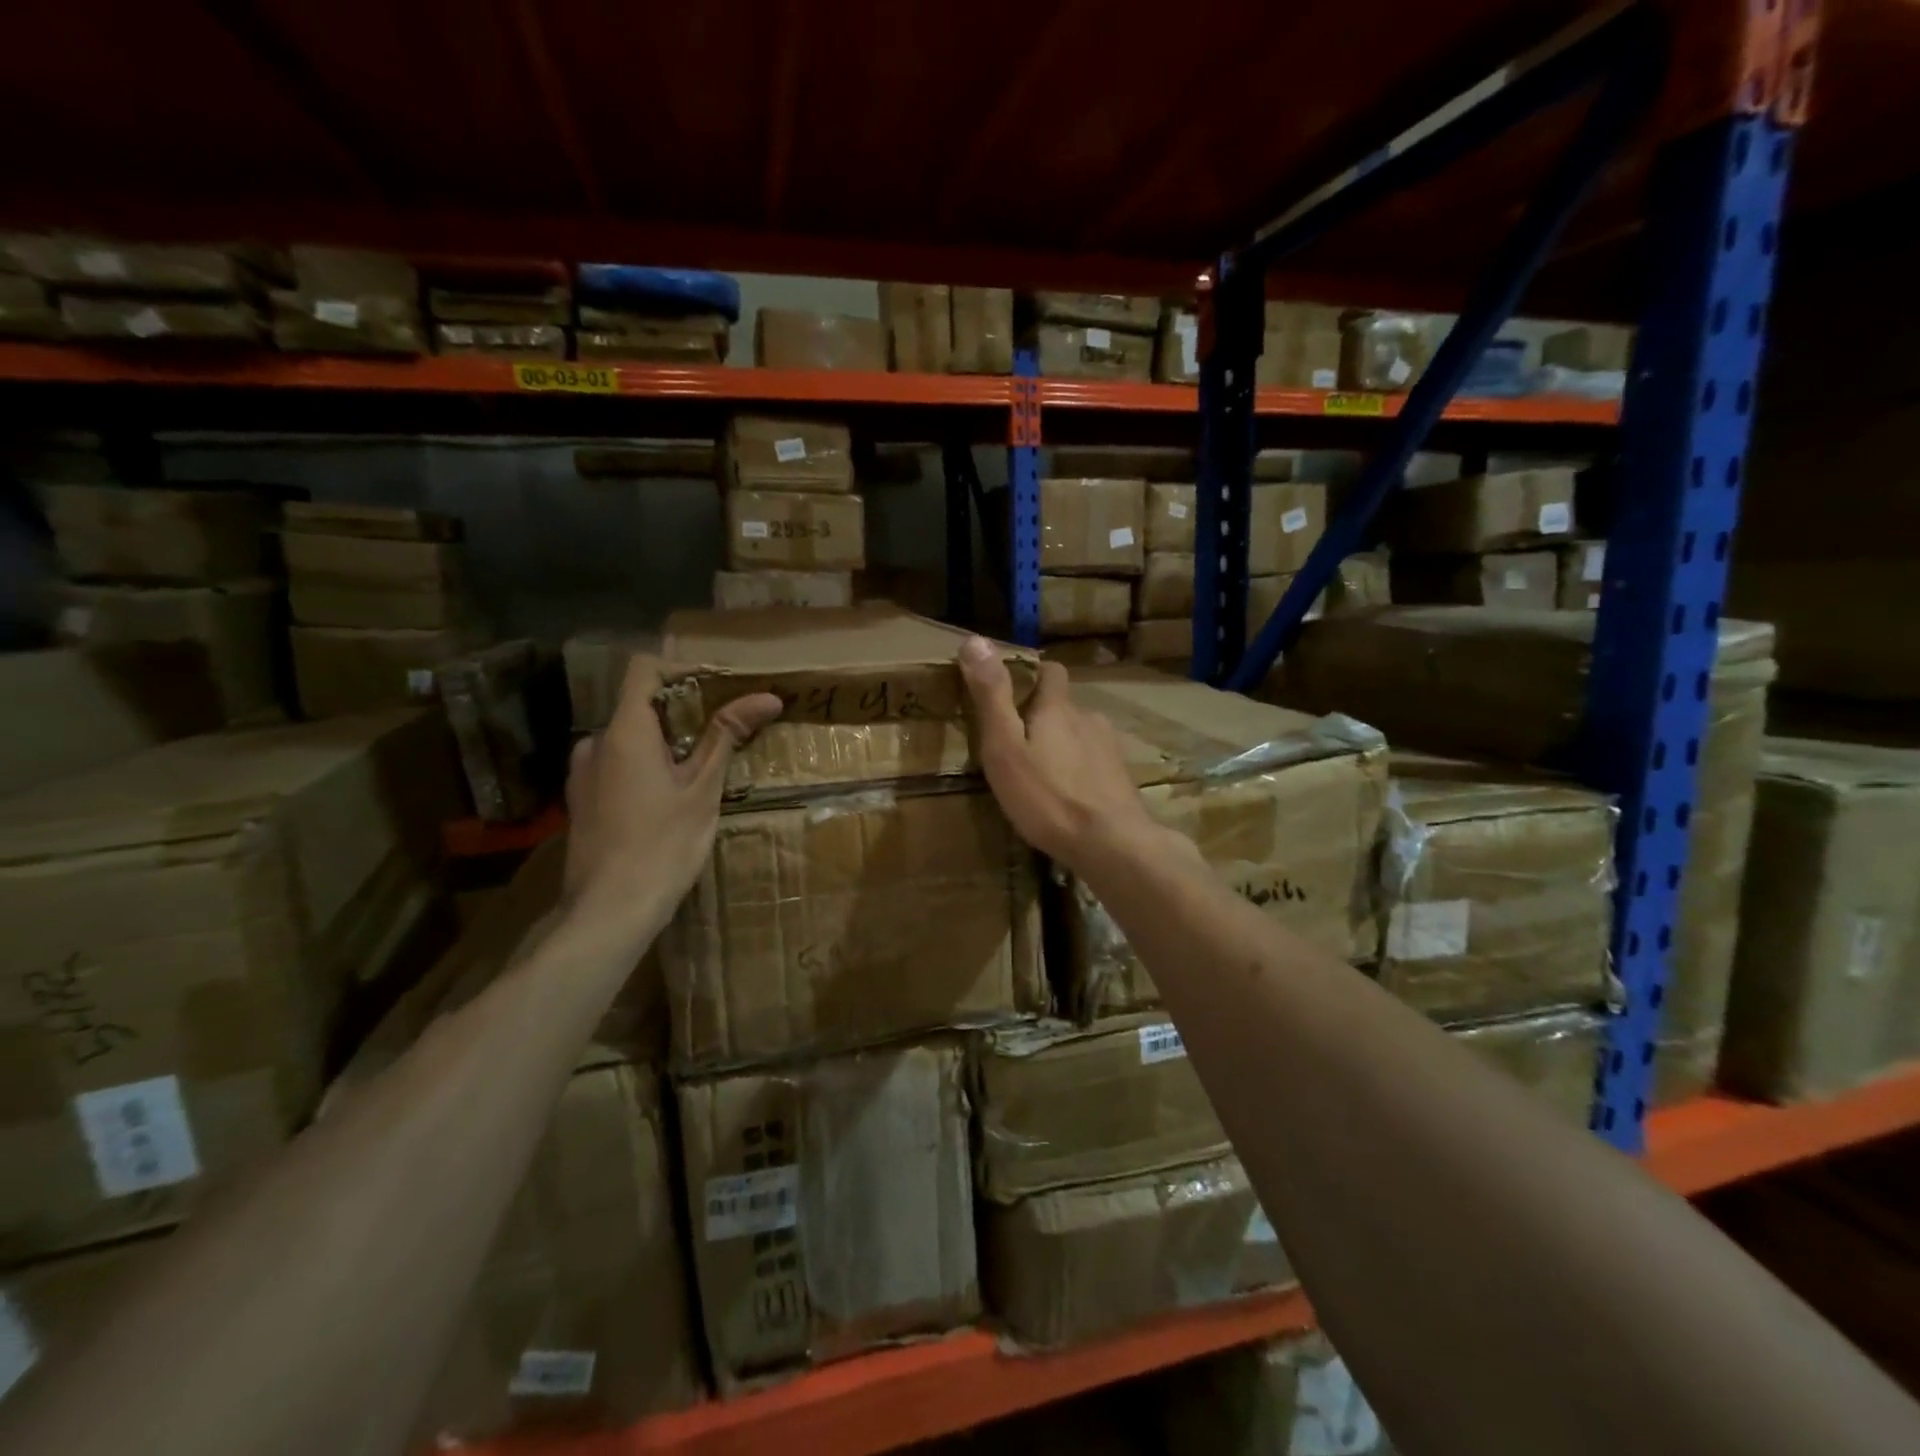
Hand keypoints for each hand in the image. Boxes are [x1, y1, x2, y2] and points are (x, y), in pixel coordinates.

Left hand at [562, 655, 781, 947]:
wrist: (608, 911)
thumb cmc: (663, 846)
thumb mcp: (703, 789)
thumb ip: (728, 736)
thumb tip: (767, 697)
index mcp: (624, 732)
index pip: (645, 669)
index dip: (684, 670)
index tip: (722, 689)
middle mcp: (595, 743)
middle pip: (641, 705)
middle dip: (685, 713)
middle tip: (725, 735)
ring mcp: (583, 774)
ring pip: (630, 738)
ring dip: (667, 743)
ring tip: (703, 771)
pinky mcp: (582, 800)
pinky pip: (618, 765)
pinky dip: (647, 766)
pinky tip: (672, 798)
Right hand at [957, 636, 1167, 874]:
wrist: (1112, 844)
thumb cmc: (1048, 796)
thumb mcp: (1005, 747)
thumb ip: (991, 696)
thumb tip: (974, 639)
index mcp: (1058, 708)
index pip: (1051, 670)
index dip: (1032, 673)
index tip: (1009, 688)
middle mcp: (1089, 719)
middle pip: (1063, 707)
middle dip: (1042, 717)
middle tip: (1015, 744)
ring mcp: (1110, 750)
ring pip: (1080, 736)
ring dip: (1061, 746)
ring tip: (1040, 774)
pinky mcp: (1121, 780)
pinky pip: (1093, 764)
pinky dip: (1078, 771)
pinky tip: (1067, 796)